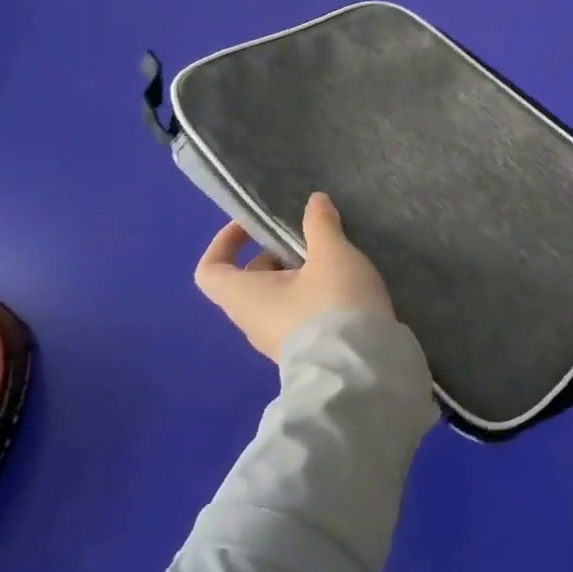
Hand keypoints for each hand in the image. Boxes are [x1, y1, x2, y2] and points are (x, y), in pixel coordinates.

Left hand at [194, 193, 394, 361]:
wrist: (361, 370)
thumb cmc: (333, 304)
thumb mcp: (331, 254)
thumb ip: (320, 225)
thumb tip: (313, 201)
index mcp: (244, 296)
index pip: (210, 270)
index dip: (226, 242)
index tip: (256, 224)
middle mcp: (252, 321)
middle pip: (250, 280)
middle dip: (278, 254)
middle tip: (311, 238)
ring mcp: (278, 342)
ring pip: (278, 298)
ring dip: (301, 275)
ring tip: (335, 259)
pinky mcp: (306, 353)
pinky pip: (299, 316)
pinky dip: (315, 296)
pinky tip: (347, 286)